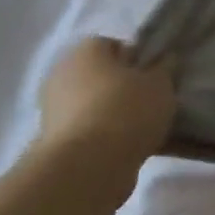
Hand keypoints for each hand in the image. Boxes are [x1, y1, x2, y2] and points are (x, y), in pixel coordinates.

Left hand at [36, 37, 175, 197]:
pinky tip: (124, 150)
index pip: (116, 46)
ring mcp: (51, 110)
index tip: (155, 78)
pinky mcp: (50, 144)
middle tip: (150, 103)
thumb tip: (164, 60)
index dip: (138, 60)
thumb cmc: (126, 110)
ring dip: (111, 115)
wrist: (86, 168)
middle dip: (122, 88)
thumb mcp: (161, 83)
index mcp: (86, 49)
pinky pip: (86, 133)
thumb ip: (164, 68)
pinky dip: (101, 139)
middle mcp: (62, 74)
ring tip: (140, 130)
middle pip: (101, 76)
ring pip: (93, 106)